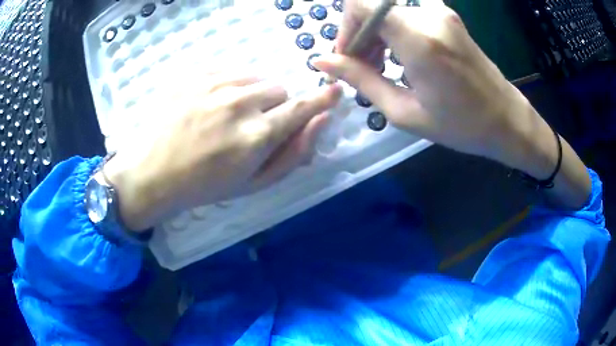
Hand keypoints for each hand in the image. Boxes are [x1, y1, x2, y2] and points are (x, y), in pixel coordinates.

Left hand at [104, 73, 341, 230]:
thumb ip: (294, 153)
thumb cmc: (205, 185)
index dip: (321, 99)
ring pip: (256, 78)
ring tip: (228, 116)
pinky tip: (211, 104)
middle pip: (279, 90)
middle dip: (274, 107)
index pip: (302, 107)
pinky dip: (231, 86)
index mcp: (256, 136)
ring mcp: (215, 84)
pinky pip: (232, 71)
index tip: (334, 92)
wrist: (153, 172)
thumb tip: (321, 120)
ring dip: (253, 95)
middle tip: (251, 127)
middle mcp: (239, 102)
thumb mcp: (254, 183)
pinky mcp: (196, 74)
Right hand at [314, 0, 540, 166]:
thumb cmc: (461, 126)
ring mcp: (440, 12)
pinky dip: (393, 30)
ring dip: (375, 33)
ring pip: (388, 10)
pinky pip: (406, 13)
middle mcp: (428, 15)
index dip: (345, 25)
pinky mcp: (447, 15)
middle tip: (361, 68)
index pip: (362, 3)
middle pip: (372, 6)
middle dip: (358, 34)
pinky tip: (399, 56)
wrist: (506, 119)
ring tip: (380, 67)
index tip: (347, 56)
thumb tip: (322, 61)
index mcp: (418, 38)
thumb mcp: (405, 112)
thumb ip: (361, 80)